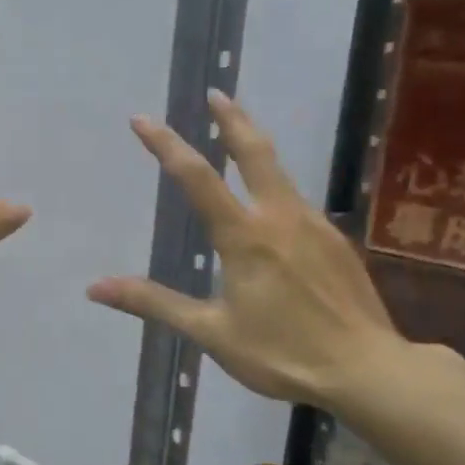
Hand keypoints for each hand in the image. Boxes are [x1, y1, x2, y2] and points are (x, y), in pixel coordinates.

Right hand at [87, 90, 400, 405]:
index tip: (142, 119)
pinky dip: (275, 184)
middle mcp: (280, 217)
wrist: (369, 371)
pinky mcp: (335, 241)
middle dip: (231, 119)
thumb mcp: (210, 332)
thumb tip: (95, 288)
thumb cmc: (282, 353)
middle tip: (215, 94)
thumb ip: (154, 303)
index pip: (197, 178)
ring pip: (281, 172)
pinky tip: (272, 203)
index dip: (166, 145)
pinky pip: (297, 200)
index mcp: (245, 236)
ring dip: (255, 146)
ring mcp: (314, 225)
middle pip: (255, 152)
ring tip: (237, 136)